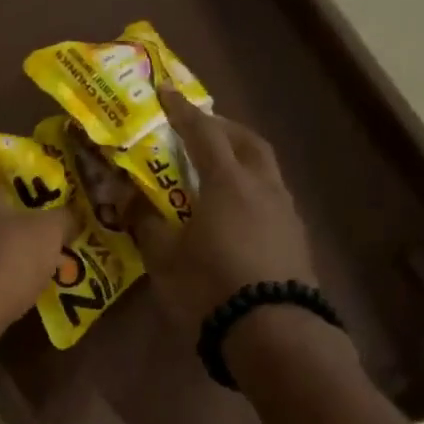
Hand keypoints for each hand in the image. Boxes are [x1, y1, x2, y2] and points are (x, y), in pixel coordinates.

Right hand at [125, 90, 317, 329]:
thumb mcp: (165, 259)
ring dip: (242, 156)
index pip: (203, 133)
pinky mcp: (296, 237)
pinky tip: (238, 209)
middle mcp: (262, 187)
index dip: (182, 111)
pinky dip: (252, 188)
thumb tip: (126, 199)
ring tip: (218, 168)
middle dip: (222, 127)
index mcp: (227, 183)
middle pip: (246, 141)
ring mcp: (285, 212)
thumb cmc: (210, 289)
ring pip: (265, 168)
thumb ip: (146, 223)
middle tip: (199, 128)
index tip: (166, 92)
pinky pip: (272, 196)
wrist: (272, 332)